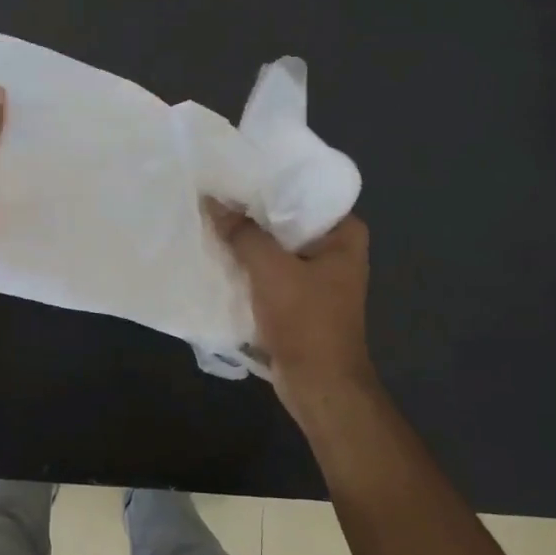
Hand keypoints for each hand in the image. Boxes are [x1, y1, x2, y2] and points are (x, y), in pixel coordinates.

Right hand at [206, 201, 378, 425]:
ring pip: (275, 245)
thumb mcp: (270, 270)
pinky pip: (269, 268)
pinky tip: (218, 250)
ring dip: (247, 237)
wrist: (319, 386)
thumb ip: (241, 232)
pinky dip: (248, 262)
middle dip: (253, 209)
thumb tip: (211, 201)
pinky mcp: (298, 297)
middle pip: (287, 218)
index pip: (306, 191)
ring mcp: (317, 274)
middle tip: (216, 188)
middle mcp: (335, 248)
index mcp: (345, 234)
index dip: (270, 179)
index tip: (236, 168)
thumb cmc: (306, 320)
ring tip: (211, 215)